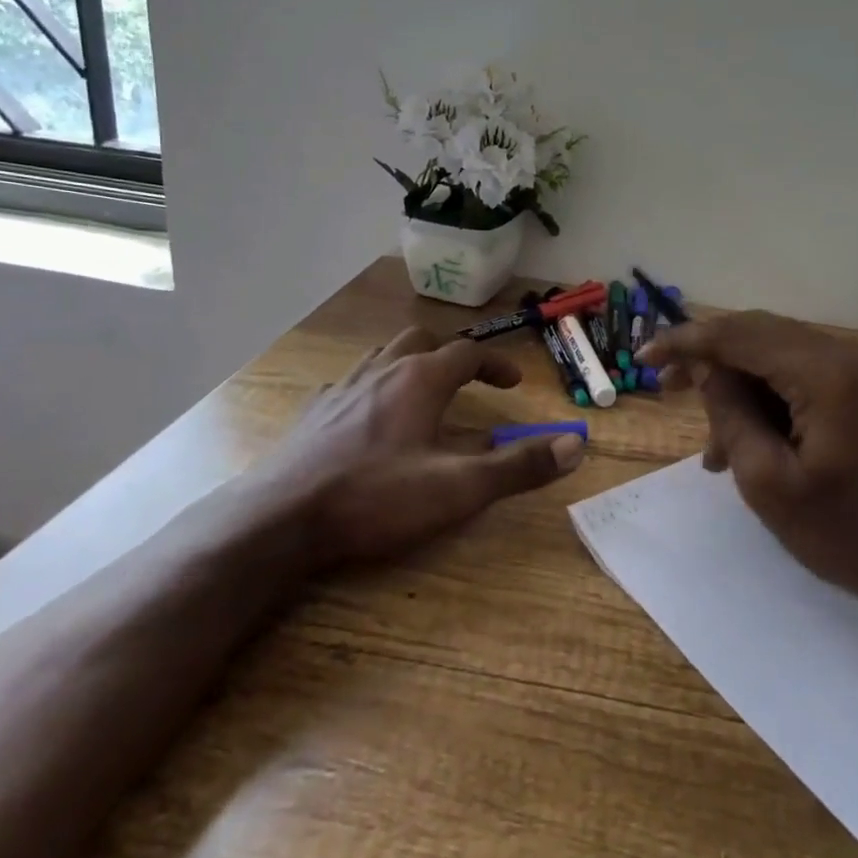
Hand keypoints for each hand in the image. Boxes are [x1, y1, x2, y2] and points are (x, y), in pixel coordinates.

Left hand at [271, 326, 584, 567]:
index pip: (468, 354)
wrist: (282, 517)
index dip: (495, 365)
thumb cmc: (375, 496)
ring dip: (410, 363)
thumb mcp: (458, 488)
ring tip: (422, 391)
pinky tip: (367, 415)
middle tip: (469, 379)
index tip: (513, 384)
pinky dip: (371, 387)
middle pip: (422, 340)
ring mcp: (342, 387)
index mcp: (420, 379)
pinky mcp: (314, 411)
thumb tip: (575, 445)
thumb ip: (517, 466)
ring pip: (383, 355)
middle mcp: (381, 370)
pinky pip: (349, 382)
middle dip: (451, 354)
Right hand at [640, 311, 857, 626]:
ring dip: (737, 385)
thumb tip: (706, 370)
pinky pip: (801, 377)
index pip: (738, 335)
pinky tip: (747, 441)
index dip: (686, 341)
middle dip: (708, 357)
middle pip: (757, 334)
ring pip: (776, 356)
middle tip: (666, 386)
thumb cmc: (848, 535)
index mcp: (823, 373)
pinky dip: (767, 398)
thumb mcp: (768, 482)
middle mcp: (845, 355)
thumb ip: (730, 414)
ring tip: (711, 445)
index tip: (644, 356)